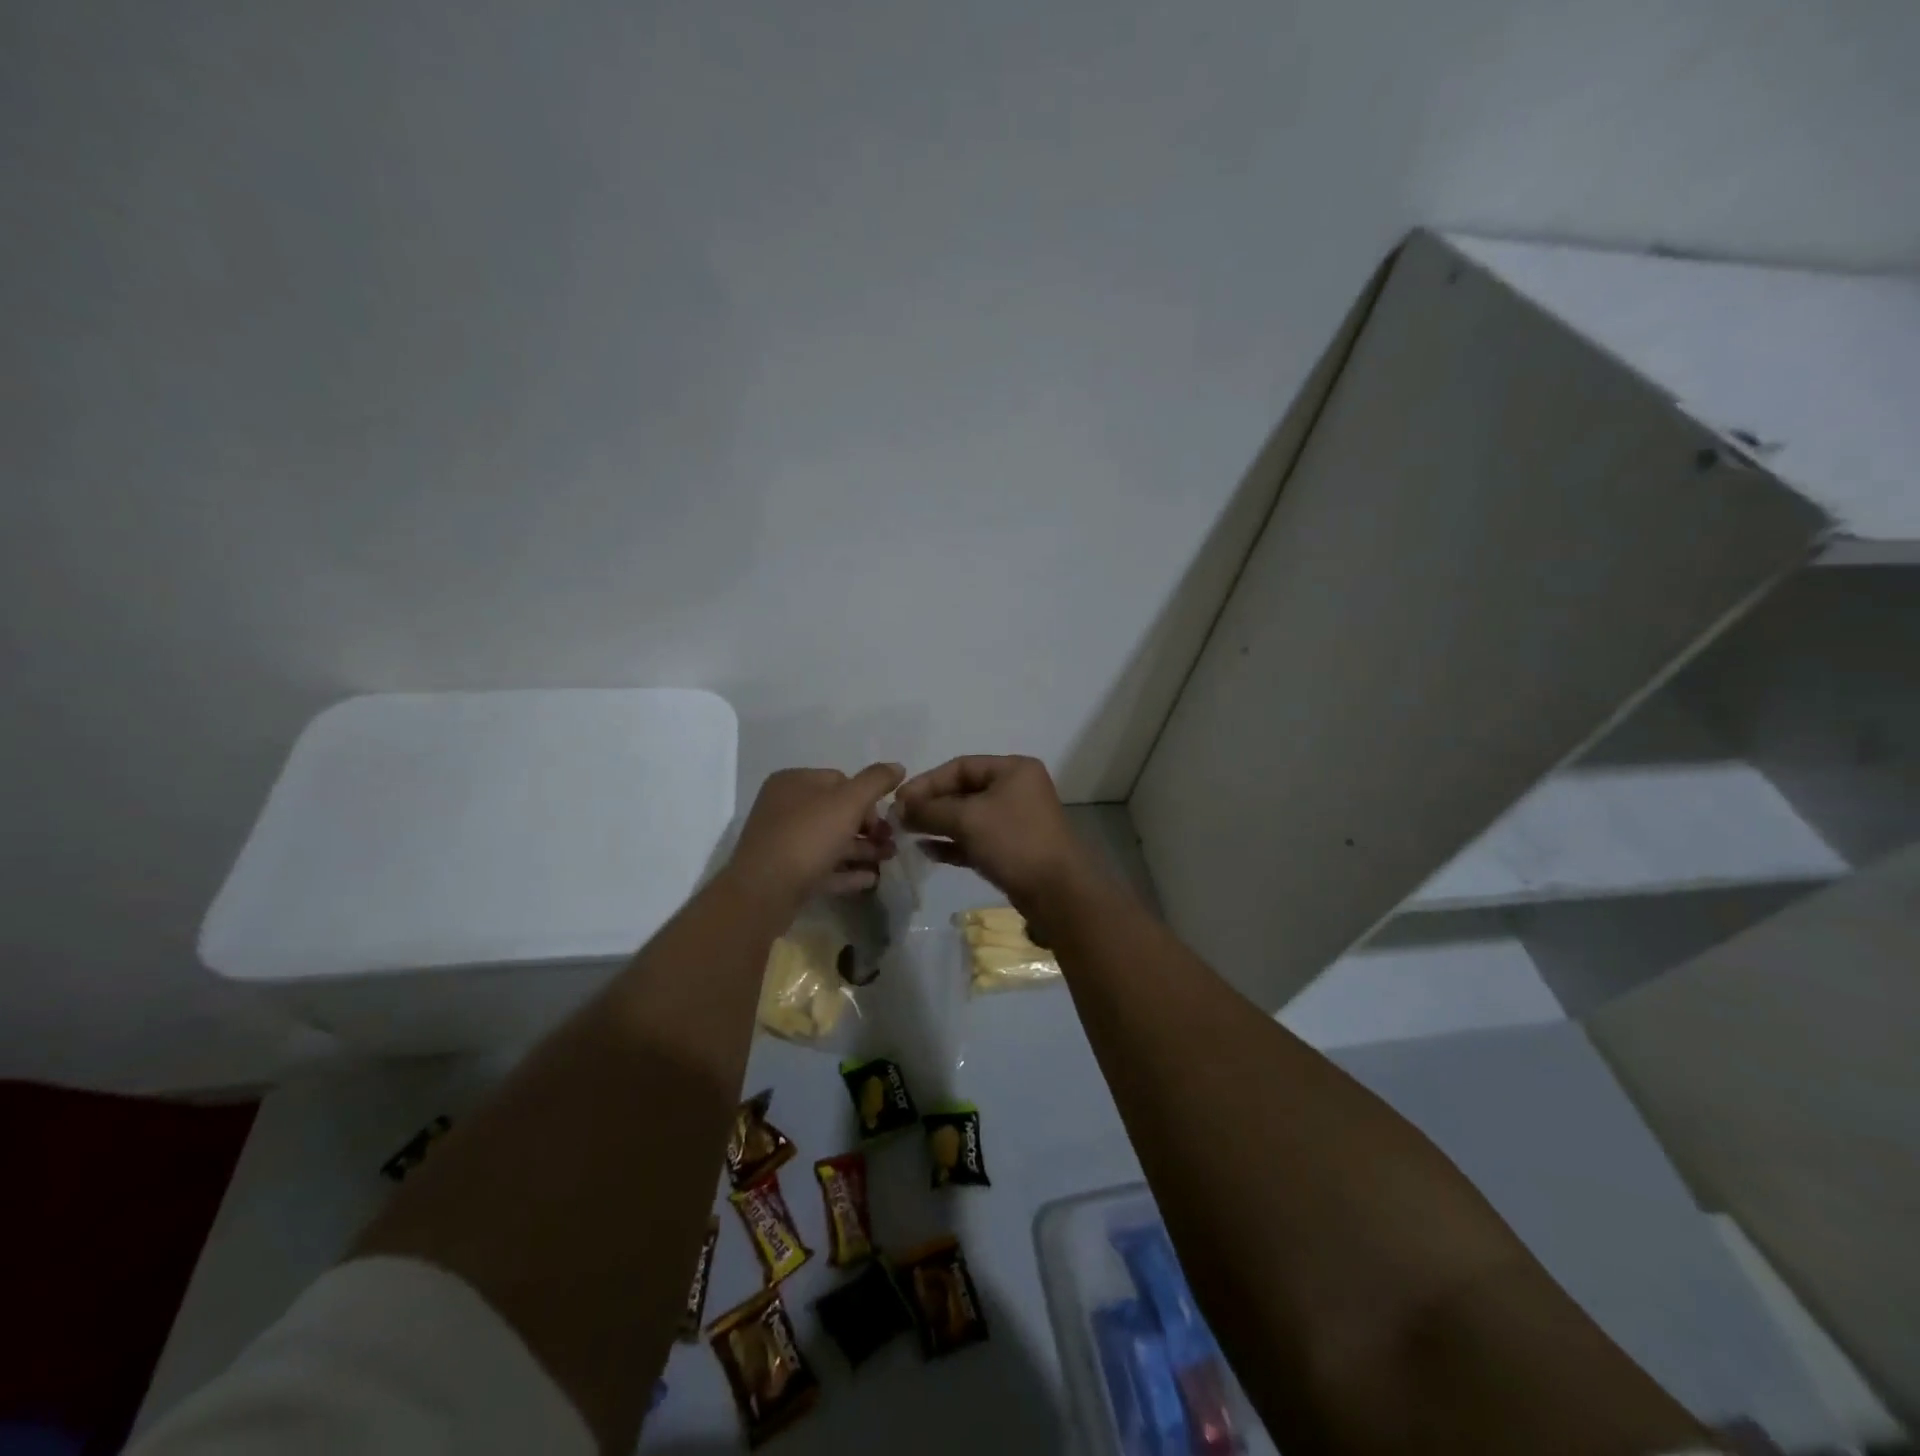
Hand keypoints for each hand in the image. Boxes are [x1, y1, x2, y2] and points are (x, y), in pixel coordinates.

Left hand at [729, 763, 903, 908]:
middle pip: (836, 812)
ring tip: (887, 861)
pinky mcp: (784, 873)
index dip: (867, 798)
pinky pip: (821, 866)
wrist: (763, 892)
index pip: (840, 780)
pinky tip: (870, 879)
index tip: (885, 819)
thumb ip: (876, 781)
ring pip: (830, 841)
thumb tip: (898, 766)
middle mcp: (784, 807)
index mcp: (794, 782)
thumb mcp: (848, 802)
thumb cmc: (807, 837)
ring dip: (861, 850)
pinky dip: (846, 871)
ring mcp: (782, 841)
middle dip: (868, 828)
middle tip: (890, 844)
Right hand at [894, 756, 1092, 911]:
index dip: (927, 782)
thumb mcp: (967, 819)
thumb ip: (930, 810)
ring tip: (907, 835)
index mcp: (1013, 770)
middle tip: (899, 819)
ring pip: (968, 817)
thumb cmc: (1013, 842)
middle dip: (931, 805)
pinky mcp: (1011, 849)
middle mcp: (1016, 789)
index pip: (960, 766)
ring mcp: (1015, 821)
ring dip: (938, 825)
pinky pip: (975, 839)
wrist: (1057, 893)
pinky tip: (927, 852)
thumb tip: (900, 808)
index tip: (899, 800)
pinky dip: (952, 843)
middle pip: (963, 791)